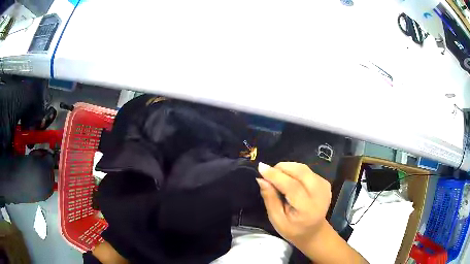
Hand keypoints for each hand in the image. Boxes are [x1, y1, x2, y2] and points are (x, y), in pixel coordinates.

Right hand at [256, 162, 331, 248]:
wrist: (314, 232)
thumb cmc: (293, 229)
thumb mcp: (277, 220)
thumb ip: (270, 199)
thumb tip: (261, 179)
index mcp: (307, 208)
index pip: (292, 186)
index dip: (276, 175)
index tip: (261, 168)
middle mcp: (320, 195)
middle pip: (300, 172)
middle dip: (282, 168)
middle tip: (268, 173)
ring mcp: (324, 187)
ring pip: (303, 168)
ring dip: (288, 168)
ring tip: (277, 177)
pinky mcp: (325, 182)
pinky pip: (307, 170)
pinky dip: (295, 171)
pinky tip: (289, 180)